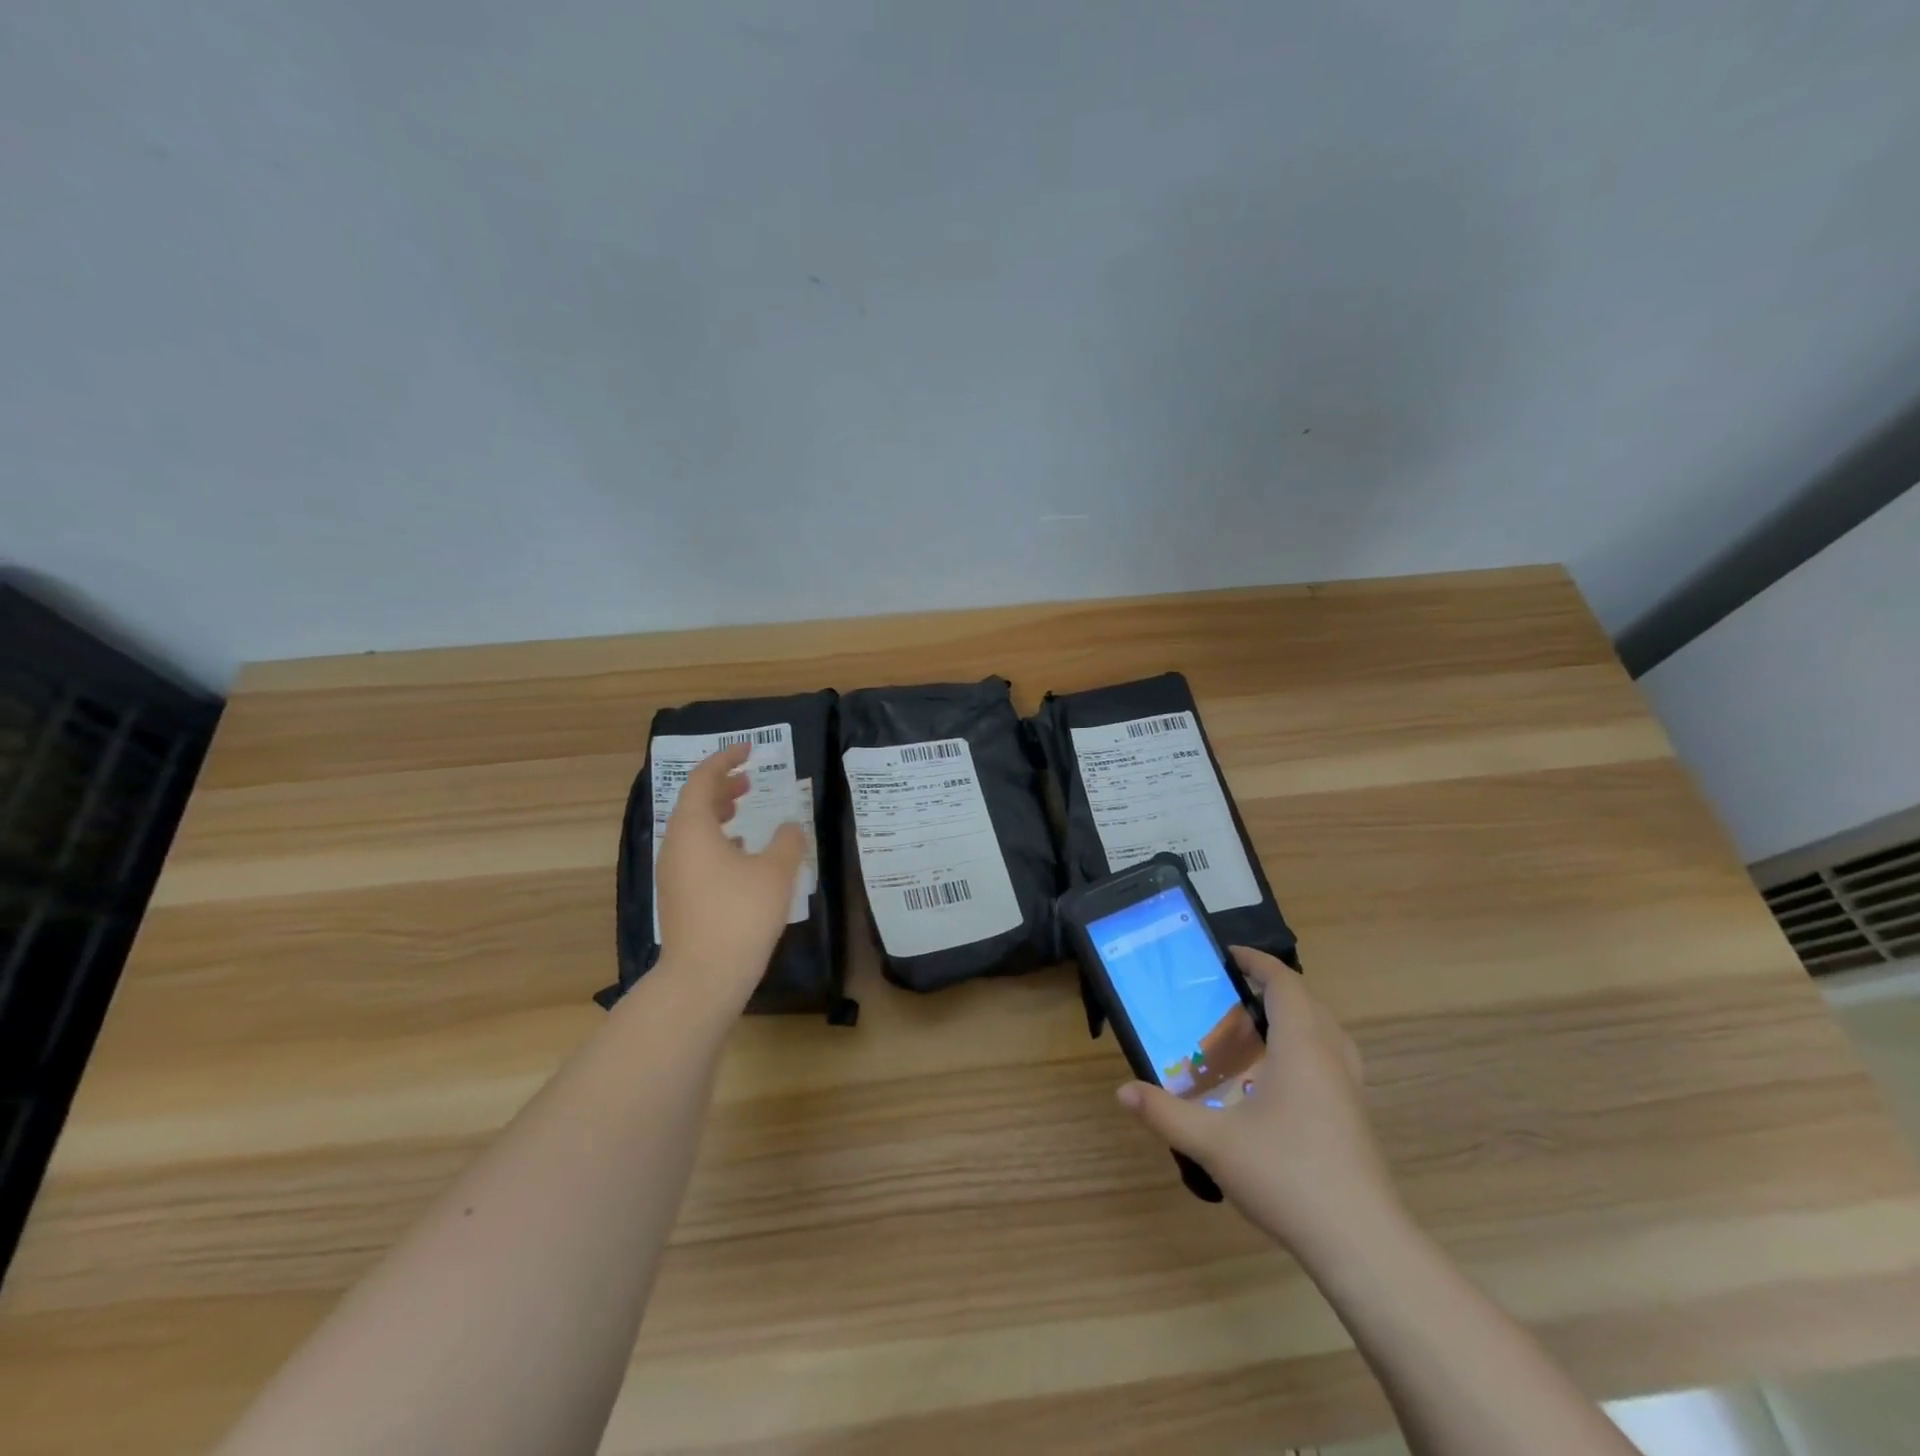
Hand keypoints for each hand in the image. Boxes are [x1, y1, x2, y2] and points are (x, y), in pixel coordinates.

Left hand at [653, 743, 807, 1007]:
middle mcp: (676, 846)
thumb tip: (791, 826)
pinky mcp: (679, 896)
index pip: (703, 780)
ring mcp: (673, 873)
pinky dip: (716, 840)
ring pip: (693, 829)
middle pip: (694, 803)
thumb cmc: (740, 915)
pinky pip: (695, 852)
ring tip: (744, 809)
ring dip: (718, 813)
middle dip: (721, 786)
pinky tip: (741, 854)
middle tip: (748, 779)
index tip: (748, 750)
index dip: (725, 760)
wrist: (703, 976)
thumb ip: (788, 841)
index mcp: (693, 829)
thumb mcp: (776, 872)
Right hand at [1116, 947, 1400, 1255]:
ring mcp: (1351, 1089)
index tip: (1227, 955)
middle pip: (1308, 1002)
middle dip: (1273, 987)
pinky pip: (1334, 1059)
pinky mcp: (1357, 1117)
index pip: (1284, 984)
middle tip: (1232, 993)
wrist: (1362, 1244)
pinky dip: (1309, 1047)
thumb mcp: (1213, 1143)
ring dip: (1296, 1016)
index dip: (1257, 962)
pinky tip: (1282, 1081)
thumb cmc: (1287, 1176)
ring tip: (1258, 1028)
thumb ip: (1165, 1113)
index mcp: (1302, 1047)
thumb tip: (1122, 1090)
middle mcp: (1331, 1058)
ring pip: (1328, 1031)